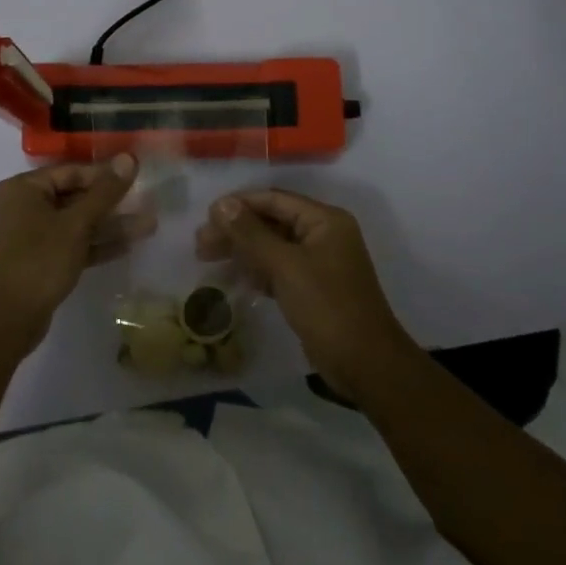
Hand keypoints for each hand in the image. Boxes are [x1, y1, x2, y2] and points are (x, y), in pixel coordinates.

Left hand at [0, 154, 148, 351]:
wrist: (7, 321)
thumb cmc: (39, 262)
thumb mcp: (76, 224)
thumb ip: (104, 192)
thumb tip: (128, 158)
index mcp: (24, 189)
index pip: (71, 172)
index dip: (105, 175)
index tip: (136, 178)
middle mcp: (23, 206)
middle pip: (74, 197)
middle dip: (111, 203)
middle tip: (146, 202)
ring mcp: (30, 235)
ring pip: (75, 223)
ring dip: (109, 225)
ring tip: (148, 226)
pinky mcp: (39, 260)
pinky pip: (71, 243)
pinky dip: (95, 244)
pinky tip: (128, 246)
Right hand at [199, 189, 418, 397]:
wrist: (365, 364)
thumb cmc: (327, 307)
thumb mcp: (286, 266)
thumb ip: (251, 233)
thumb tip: (221, 204)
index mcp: (324, 220)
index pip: (274, 200)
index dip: (239, 204)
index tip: (206, 216)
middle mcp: (323, 234)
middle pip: (271, 221)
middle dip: (236, 229)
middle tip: (200, 243)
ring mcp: (318, 262)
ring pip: (272, 246)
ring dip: (242, 250)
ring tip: (206, 257)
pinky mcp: (312, 287)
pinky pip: (278, 268)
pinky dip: (257, 270)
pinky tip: (234, 278)